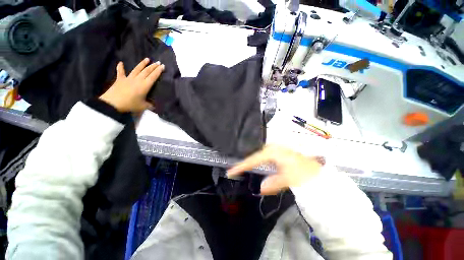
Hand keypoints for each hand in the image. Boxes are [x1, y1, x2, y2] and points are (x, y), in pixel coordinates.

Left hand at [99, 58, 164, 112]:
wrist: (113, 103)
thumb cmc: (130, 104)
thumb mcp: (143, 107)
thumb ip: (149, 105)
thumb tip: (154, 106)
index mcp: (145, 85)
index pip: (153, 76)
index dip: (158, 71)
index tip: (162, 66)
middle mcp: (138, 80)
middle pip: (146, 71)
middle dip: (153, 66)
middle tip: (158, 62)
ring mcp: (128, 78)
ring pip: (137, 69)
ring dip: (142, 64)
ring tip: (147, 59)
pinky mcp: (120, 79)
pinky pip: (120, 72)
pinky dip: (120, 67)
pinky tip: (120, 63)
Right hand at [227, 145, 322, 194]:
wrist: (318, 168)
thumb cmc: (304, 172)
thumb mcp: (289, 178)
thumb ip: (273, 183)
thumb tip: (260, 187)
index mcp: (273, 152)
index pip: (253, 159)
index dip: (241, 165)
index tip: (230, 171)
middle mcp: (273, 148)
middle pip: (255, 156)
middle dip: (245, 162)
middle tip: (236, 170)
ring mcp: (276, 149)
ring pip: (259, 156)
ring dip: (252, 162)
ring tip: (243, 168)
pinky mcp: (278, 153)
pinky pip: (264, 157)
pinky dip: (259, 161)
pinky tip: (257, 166)